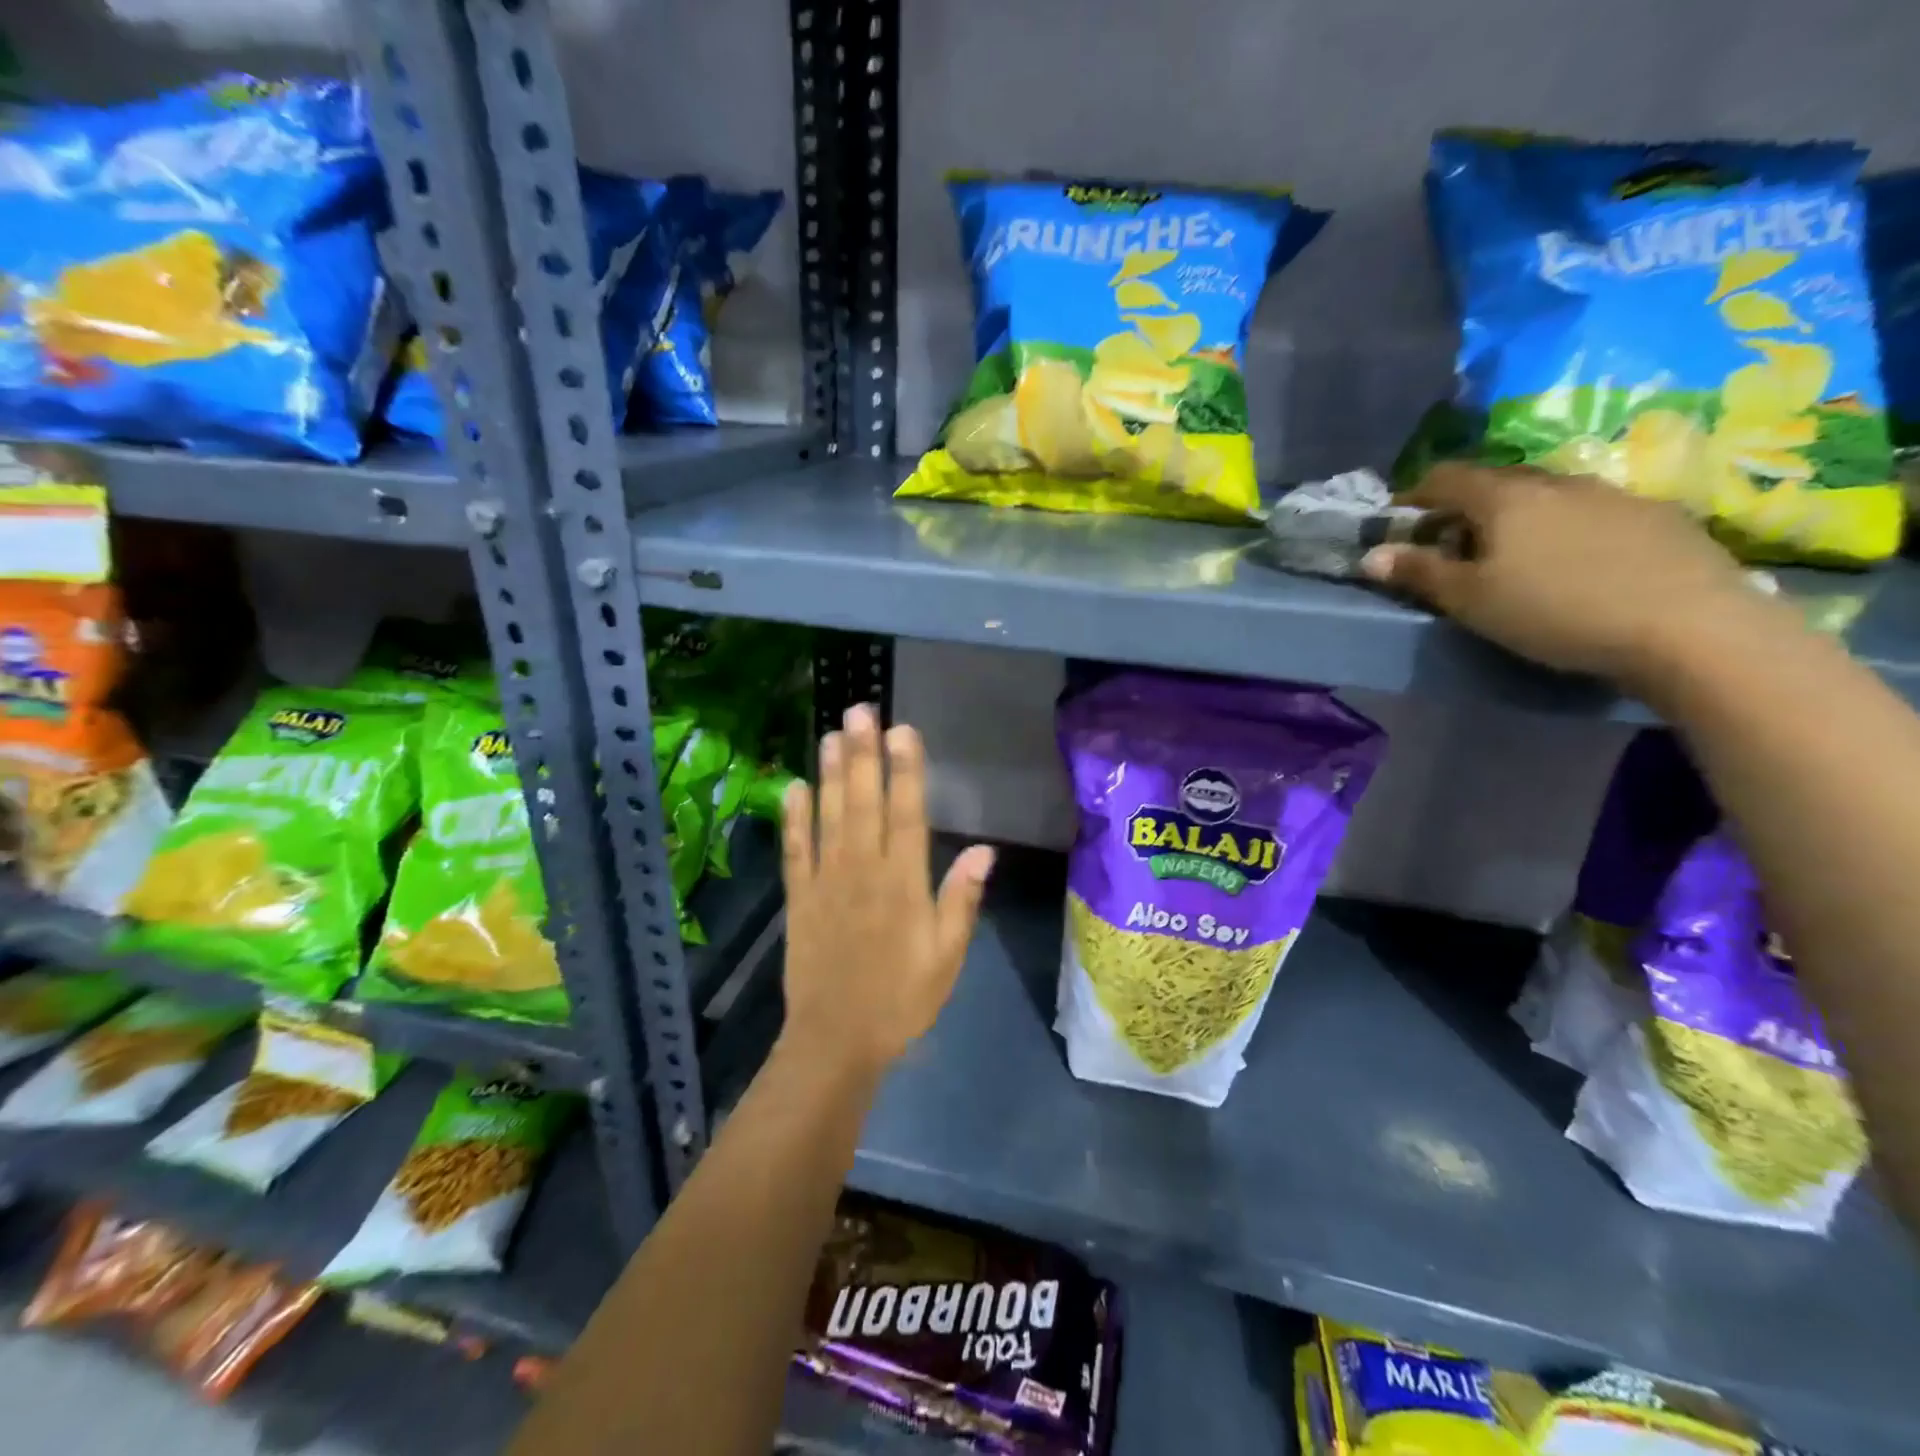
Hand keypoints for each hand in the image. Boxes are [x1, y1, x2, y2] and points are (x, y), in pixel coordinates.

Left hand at [778, 704, 994, 1078]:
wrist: (837, 1040)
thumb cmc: (902, 999)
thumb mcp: (947, 957)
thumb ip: (960, 900)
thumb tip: (983, 849)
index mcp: (903, 884)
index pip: (907, 814)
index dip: (906, 770)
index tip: (903, 730)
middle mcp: (863, 871)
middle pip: (864, 803)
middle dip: (864, 755)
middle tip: (859, 711)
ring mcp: (826, 882)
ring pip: (829, 816)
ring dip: (832, 774)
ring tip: (831, 734)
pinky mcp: (799, 897)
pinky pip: (795, 850)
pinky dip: (793, 818)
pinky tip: (794, 787)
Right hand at [1361, 463, 1779, 690]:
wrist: (1688, 626)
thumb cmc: (1554, 611)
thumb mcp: (1470, 600)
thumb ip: (1419, 573)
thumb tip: (1371, 555)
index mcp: (1504, 496)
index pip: (1445, 477)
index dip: (1415, 495)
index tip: (1401, 522)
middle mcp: (1556, 481)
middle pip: (1496, 480)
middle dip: (1465, 506)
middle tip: (1452, 544)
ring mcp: (1612, 493)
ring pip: (1547, 494)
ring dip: (1519, 516)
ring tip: (1515, 556)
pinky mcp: (1656, 515)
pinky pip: (1591, 511)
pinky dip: (1565, 528)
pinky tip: (1575, 564)